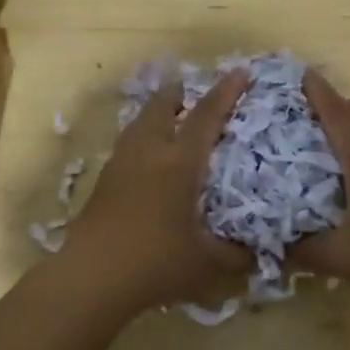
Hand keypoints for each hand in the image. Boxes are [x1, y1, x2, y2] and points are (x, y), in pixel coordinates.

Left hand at [61, 67, 251, 314]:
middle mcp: (149, 152)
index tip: (240, 71)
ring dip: (158, 114)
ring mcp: (121, 164)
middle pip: (162, 106)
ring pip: (140, 123)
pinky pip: (128, 144)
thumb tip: (258, 254)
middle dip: (180, 93)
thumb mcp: (207, 265)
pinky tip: (149, 159)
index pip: (206, 116)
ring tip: (172, 121)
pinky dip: (143, 138)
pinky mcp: (103, 181)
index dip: (225, 92)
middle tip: (195, 92)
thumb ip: (236, 256)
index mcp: (179, 163)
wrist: (91, 278)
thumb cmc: (155, 263)